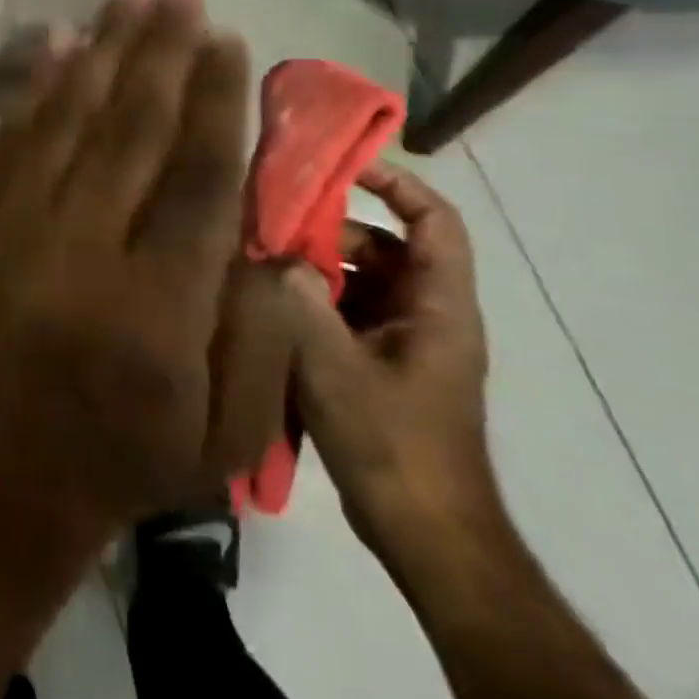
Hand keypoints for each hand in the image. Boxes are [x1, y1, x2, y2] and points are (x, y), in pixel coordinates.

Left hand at [0, 0, 294, 571]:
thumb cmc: (123, 463)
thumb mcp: (223, 435)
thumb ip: (259, 335)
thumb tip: (265, 233)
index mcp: (155, 308)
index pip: (194, 177)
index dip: (213, 99)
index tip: (226, 38)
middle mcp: (82, 254)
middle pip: (129, 129)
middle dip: (159, 51)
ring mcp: (16, 235)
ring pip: (66, 121)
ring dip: (101, 50)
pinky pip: (7, 144)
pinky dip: (32, 90)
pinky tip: (54, 43)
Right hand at [285, 162, 496, 561]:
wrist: (425, 532)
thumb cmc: (393, 443)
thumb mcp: (337, 367)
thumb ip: (303, 302)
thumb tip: (275, 255)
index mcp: (438, 306)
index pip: (434, 221)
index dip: (397, 184)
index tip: (342, 166)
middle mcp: (427, 314)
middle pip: (383, 247)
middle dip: (329, 231)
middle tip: (271, 226)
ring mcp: (403, 342)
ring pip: (360, 281)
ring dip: (314, 268)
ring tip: (260, 265)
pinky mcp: (380, 366)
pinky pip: (347, 313)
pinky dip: (312, 301)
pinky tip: (269, 308)